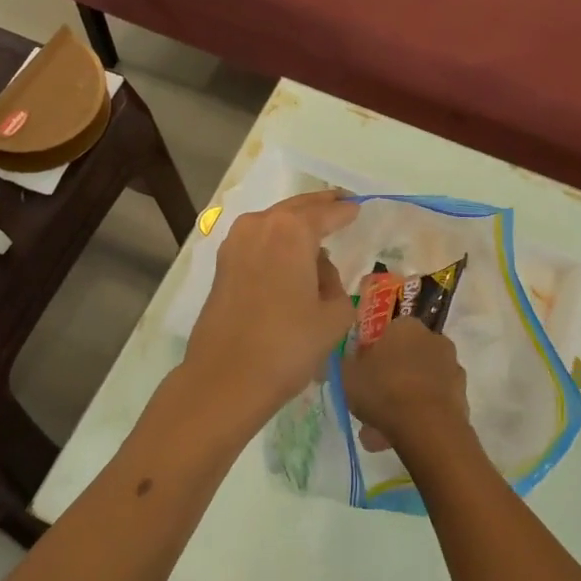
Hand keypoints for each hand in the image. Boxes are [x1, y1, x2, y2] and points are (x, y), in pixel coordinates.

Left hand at [175, 191, 358, 439]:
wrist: (226, 378)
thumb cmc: (288, 345)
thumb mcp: (333, 316)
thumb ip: (336, 285)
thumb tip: (319, 273)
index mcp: (292, 231)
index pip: (327, 213)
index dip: (345, 211)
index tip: (358, 207)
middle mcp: (260, 225)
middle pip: (296, 208)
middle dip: (319, 205)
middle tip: (340, 202)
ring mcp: (236, 242)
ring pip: (273, 222)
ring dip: (295, 223)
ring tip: (316, 232)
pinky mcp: (222, 264)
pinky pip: (257, 240)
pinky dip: (275, 240)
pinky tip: (288, 255)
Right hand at [340, 317, 471, 457]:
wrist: (427, 425)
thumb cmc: (383, 389)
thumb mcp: (348, 374)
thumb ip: (347, 363)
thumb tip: (350, 360)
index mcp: (406, 325)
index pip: (387, 332)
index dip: (373, 353)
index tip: (362, 374)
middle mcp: (433, 339)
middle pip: (406, 358)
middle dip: (389, 379)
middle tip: (370, 404)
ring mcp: (452, 368)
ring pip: (419, 383)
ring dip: (402, 401)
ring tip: (379, 432)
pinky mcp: (462, 396)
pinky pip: (432, 403)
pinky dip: (418, 416)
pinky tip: (399, 438)